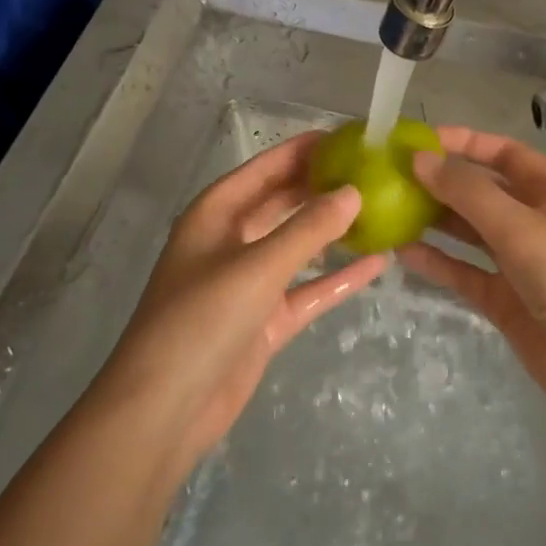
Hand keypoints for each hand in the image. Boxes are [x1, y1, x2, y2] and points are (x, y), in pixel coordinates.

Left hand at [100, 132, 385, 466]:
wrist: (164, 410)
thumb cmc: (201, 320)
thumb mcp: (258, 266)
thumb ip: (309, 228)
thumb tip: (354, 191)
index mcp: (215, 214)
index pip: (265, 168)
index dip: (302, 150)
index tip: (348, 136)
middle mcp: (231, 241)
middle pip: (282, 202)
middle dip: (322, 187)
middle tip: (373, 171)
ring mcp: (248, 282)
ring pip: (298, 245)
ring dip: (333, 231)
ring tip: (381, 209)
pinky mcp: (264, 320)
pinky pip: (308, 289)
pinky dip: (338, 278)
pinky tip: (378, 264)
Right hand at [398, 126, 545, 428]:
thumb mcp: (522, 228)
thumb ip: (469, 193)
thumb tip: (419, 159)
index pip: (504, 153)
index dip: (464, 142)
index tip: (418, 140)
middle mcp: (535, 220)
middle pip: (482, 190)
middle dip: (442, 181)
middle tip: (392, 176)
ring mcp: (519, 262)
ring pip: (469, 231)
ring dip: (434, 220)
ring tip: (389, 209)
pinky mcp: (504, 300)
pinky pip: (464, 271)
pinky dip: (437, 261)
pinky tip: (402, 251)